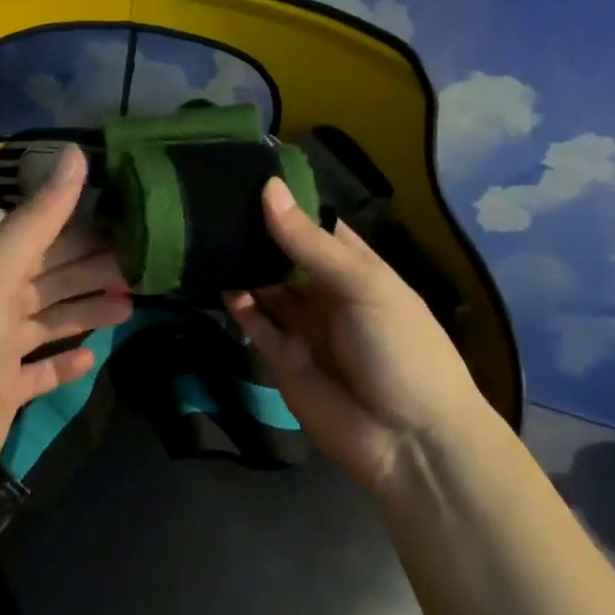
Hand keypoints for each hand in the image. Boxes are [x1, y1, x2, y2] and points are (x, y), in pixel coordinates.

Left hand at [0, 146, 130, 522]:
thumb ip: (40, 216)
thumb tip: (78, 151)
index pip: (46, 237)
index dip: (85, 227)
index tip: (130, 220)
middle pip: (55, 278)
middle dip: (94, 269)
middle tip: (144, 264)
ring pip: (53, 322)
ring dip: (88, 312)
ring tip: (131, 306)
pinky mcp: (5, 395)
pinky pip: (42, 373)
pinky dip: (65, 363)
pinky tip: (92, 356)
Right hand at [226, 179, 491, 496]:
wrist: (410, 443)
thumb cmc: (401, 348)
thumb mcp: (364, 285)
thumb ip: (310, 243)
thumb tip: (268, 188)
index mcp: (354, 265)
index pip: (313, 222)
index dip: (284, 200)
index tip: (242, 171)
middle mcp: (324, 289)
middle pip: (281, 252)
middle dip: (253, 231)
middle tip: (207, 200)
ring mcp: (302, 323)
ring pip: (263, 284)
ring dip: (240, 264)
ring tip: (203, 234)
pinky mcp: (281, 357)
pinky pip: (254, 322)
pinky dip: (238, 304)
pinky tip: (219, 281)